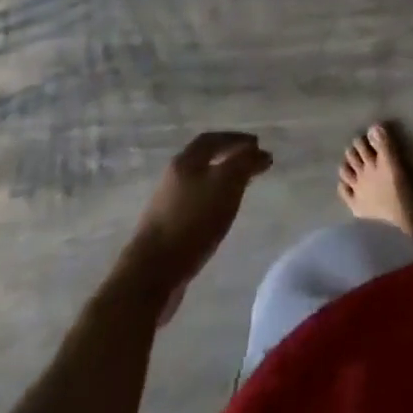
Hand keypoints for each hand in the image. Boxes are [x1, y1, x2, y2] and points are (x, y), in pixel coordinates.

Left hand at [118, 132, 271, 323]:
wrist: (151, 273)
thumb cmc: (192, 221)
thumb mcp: (226, 185)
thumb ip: (244, 164)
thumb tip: (261, 152)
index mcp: (185, 161)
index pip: (212, 139)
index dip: (236, 139)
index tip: (257, 145)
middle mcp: (173, 177)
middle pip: (204, 159)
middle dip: (229, 158)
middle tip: (252, 165)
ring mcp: (167, 204)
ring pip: (199, 183)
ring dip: (221, 181)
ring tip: (241, 189)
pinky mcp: (167, 229)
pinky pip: (195, 205)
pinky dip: (212, 201)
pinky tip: (221, 215)